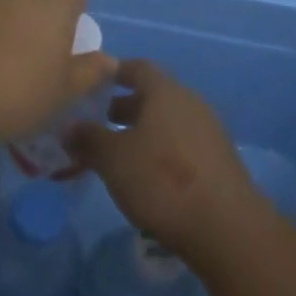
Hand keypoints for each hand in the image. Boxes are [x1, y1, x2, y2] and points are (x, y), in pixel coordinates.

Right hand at [65, 60, 260, 262]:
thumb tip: (68, 126)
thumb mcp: (113, 159)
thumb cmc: (162, 180)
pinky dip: (162, 151)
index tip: (92, 84)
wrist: (226, 227)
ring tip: (119, 155)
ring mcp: (208, 131)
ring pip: (167, 122)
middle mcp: (189, 102)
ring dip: (143, 132)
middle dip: (125, 107)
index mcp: (165, 91)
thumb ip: (88, 139)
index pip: (137, 67)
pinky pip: (182, 144)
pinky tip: (148, 177)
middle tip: (98, 124)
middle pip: (153, 96)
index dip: (113, 73)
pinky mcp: (219, 161)